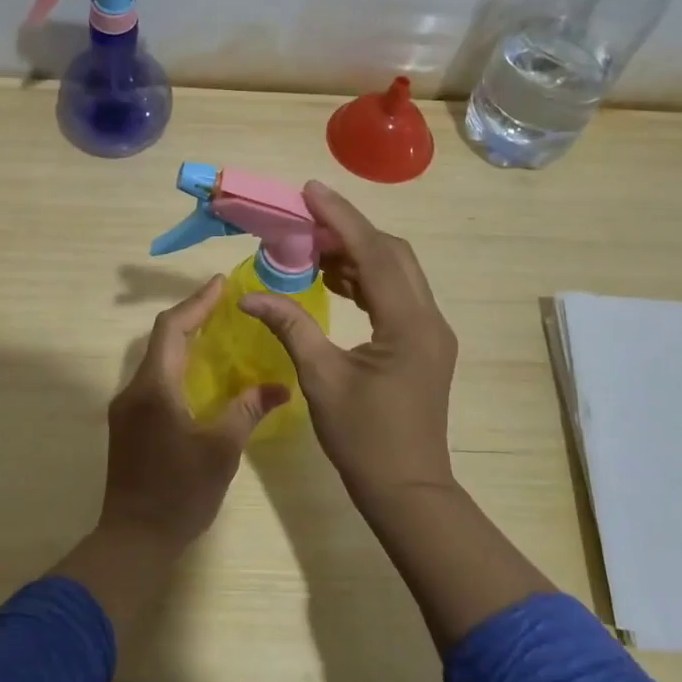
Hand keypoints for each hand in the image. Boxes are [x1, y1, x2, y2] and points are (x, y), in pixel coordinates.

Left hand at [98, 275, 289, 554]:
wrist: (133, 540)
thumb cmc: (178, 494)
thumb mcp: (221, 451)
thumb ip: (247, 411)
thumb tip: (280, 386)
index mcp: (154, 388)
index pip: (172, 329)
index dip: (197, 303)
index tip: (221, 284)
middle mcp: (134, 390)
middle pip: (162, 339)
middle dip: (192, 317)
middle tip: (225, 304)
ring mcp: (127, 409)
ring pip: (156, 360)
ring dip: (184, 342)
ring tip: (218, 332)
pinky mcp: (128, 426)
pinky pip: (154, 381)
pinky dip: (178, 366)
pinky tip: (201, 376)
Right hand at [240, 182, 458, 512]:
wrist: (407, 490)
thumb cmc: (364, 438)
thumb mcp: (320, 379)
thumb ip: (290, 327)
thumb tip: (250, 296)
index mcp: (408, 323)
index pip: (374, 253)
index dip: (341, 218)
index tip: (311, 190)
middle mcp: (429, 318)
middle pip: (393, 254)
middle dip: (350, 231)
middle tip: (307, 220)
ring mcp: (431, 332)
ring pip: (397, 273)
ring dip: (358, 255)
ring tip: (313, 248)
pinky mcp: (424, 345)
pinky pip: (396, 296)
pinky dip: (366, 281)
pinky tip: (335, 282)